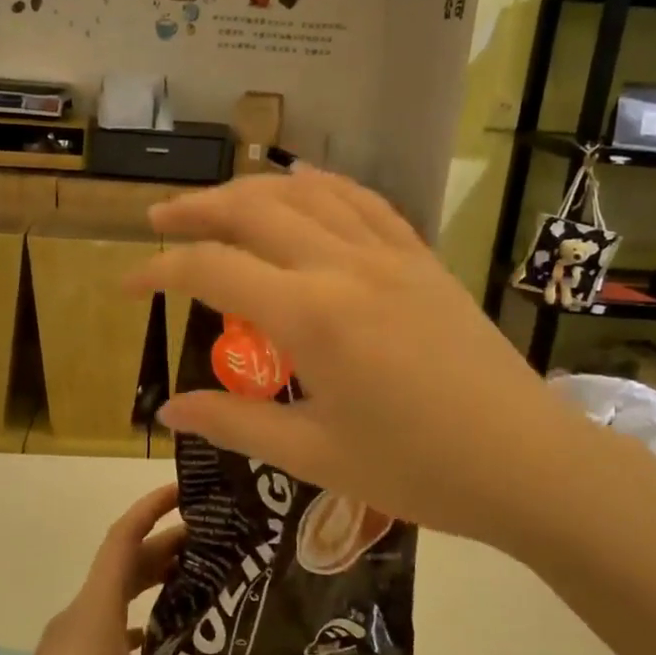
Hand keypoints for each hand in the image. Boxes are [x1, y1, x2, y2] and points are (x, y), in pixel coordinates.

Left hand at [0, 484, 275, 654]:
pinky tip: (169, 646)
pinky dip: (140, 623)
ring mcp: (71, 648)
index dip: (150, 508)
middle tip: (218, 544)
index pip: (122, 539)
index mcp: (93, 613)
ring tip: (203, 585)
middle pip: (125, 566)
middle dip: (167, 548)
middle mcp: (80, 619)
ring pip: (117, 599)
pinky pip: (110, 631)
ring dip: (154, 585)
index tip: (184, 491)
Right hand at [129, 172, 604, 550]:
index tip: (128, 283)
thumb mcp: (313, 455)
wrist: (527, 463)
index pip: (213, 270)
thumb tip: (168, 409)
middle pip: (253, 209)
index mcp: (312, 316)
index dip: (160, 270)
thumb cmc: (417, 470)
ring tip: (217, 202)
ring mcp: (390, 254)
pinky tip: (301, 184)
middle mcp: (345, 266)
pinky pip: (361, 200)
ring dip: (253, 188)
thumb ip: (233, 423)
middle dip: (196, 209)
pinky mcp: (422, 257)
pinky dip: (319, 184)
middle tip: (158, 219)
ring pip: (307, 192)